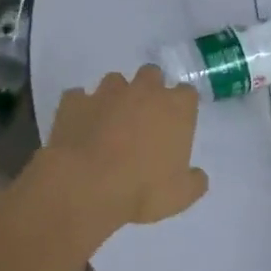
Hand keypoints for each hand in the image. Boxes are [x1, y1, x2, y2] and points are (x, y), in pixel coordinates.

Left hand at [44, 65, 208, 228]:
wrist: (87, 187)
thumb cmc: (144, 189)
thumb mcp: (181, 195)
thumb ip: (194, 181)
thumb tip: (197, 176)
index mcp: (176, 108)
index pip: (187, 93)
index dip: (181, 107)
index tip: (176, 124)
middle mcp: (143, 91)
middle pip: (151, 75)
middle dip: (149, 90)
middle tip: (144, 118)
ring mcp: (106, 93)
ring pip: (114, 81)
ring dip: (115, 97)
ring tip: (110, 123)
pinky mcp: (73, 102)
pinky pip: (78, 98)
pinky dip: (81, 109)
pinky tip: (80, 128)